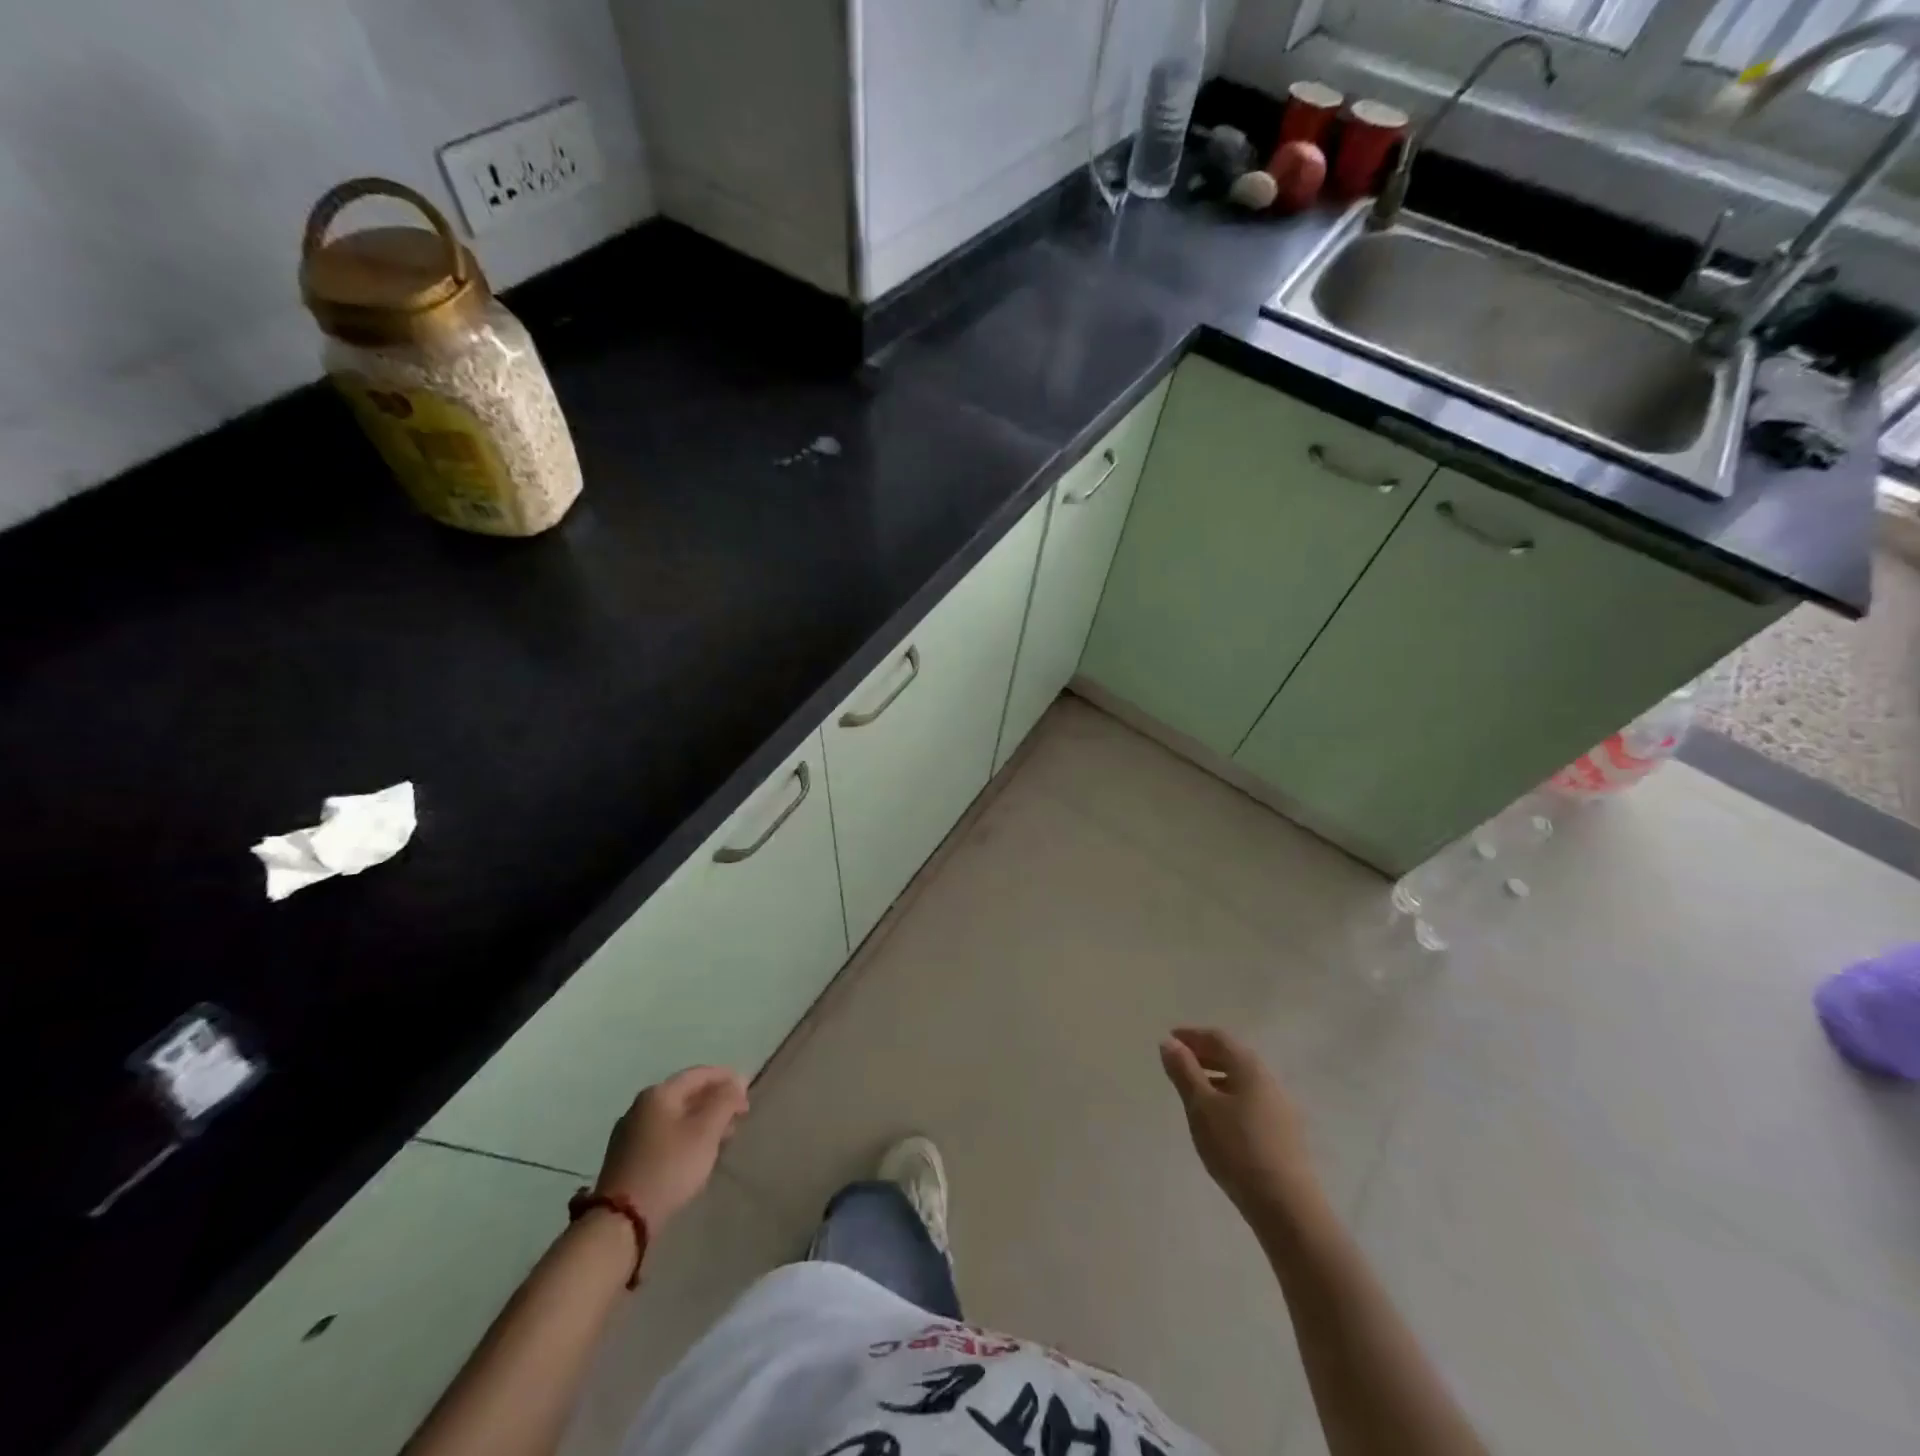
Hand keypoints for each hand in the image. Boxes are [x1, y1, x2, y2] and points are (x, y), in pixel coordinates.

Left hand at [594, 1066, 748, 1231]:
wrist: (620, 1221)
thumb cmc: (669, 1168)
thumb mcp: (705, 1132)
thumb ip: (725, 1101)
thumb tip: (738, 1081)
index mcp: (658, 1094)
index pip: (699, 1073)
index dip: (727, 1078)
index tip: (747, 1093)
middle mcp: (640, 1106)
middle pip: (686, 1093)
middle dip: (715, 1101)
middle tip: (738, 1116)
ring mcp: (629, 1132)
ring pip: (674, 1116)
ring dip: (701, 1120)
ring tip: (722, 1136)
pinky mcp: (625, 1157)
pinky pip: (662, 1135)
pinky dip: (684, 1136)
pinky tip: (694, 1153)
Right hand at [1160, 1027, 1319, 1220]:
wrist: (1287, 1207)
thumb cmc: (1237, 1149)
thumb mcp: (1201, 1107)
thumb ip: (1184, 1072)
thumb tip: (1169, 1042)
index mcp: (1249, 1067)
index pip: (1218, 1038)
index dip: (1192, 1035)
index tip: (1170, 1039)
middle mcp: (1269, 1080)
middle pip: (1233, 1057)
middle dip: (1204, 1055)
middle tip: (1178, 1063)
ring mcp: (1281, 1107)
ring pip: (1243, 1081)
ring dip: (1216, 1077)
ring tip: (1194, 1092)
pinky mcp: (1285, 1133)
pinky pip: (1251, 1101)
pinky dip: (1229, 1097)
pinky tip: (1219, 1119)